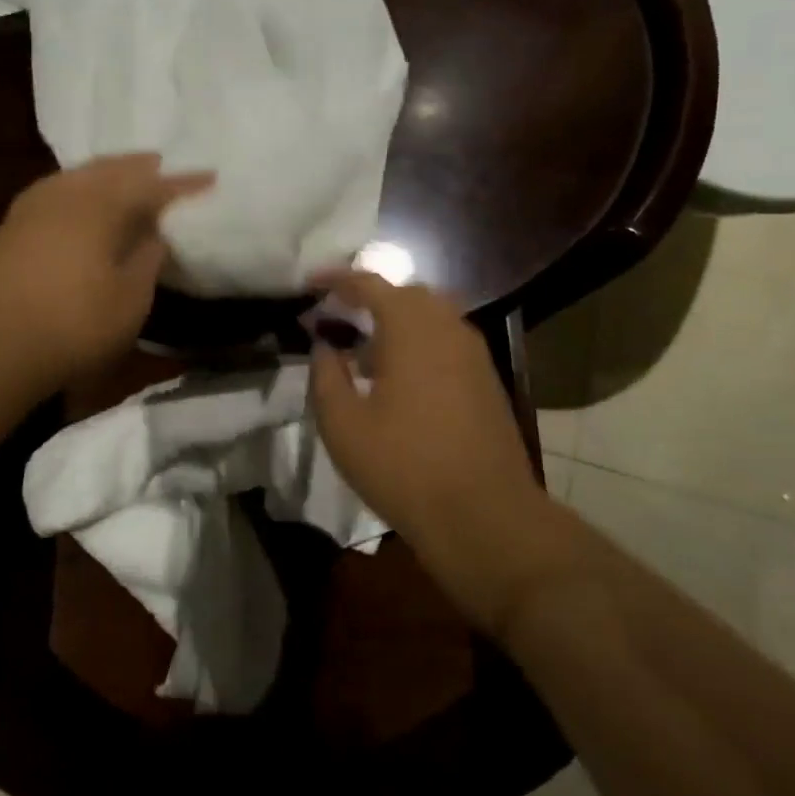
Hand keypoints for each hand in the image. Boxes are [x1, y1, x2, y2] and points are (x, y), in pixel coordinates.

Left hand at [0, 154, 212, 387]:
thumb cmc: (72, 325)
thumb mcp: (129, 300)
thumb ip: (147, 259)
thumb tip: (154, 232)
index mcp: (100, 205)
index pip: (152, 186)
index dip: (183, 184)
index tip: (210, 177)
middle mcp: (65, 194)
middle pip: (110, 169)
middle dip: (139, 167)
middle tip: (162, 165)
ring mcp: (31, 208)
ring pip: (77, 176)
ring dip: (106, 173)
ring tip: (123, 177)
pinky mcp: (9, 227)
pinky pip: (56, 192)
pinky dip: (78, 189)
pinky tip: (78, 202)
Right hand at [310, 271, 573, 636]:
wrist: (484, 517)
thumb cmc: (403, 466)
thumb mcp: (343, 424)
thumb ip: (326, 374)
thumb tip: (325, 345)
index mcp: (411, 328)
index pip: (369, 283)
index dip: (335, 279)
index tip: (309, 284)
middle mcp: (448, 327)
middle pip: (405, 294)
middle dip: (368, 297)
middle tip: (336, 316)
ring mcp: (473, 354)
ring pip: (430, 317)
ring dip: (395, 322)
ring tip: (364, 351)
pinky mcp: (485, 380)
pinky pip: (446, 341)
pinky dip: (418, 343)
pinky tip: (398, 379)